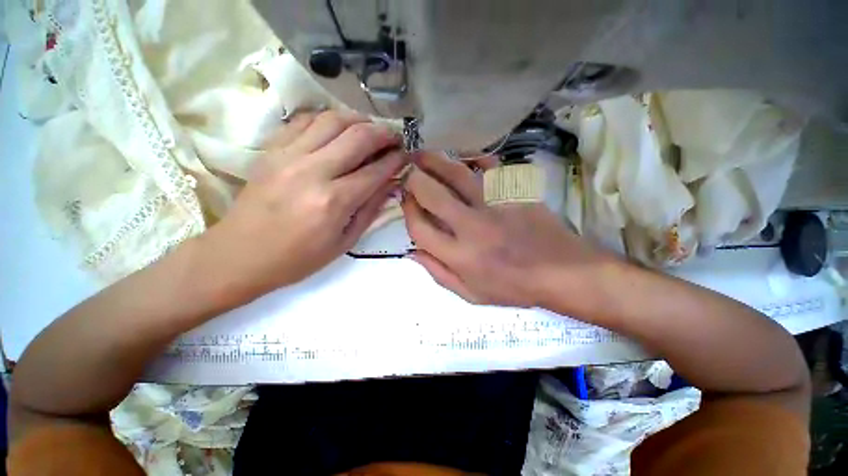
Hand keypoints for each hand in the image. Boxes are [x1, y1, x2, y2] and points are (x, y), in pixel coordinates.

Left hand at [200, 110, 405, 301]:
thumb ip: (371, 209)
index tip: (406, 155)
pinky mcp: (271, 150)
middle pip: (358, 137)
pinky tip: (338, 128)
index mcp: (334, 201)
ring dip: (358, 120)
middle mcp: (313, 171)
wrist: (240, 255)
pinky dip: (327, 119)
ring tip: (370, 129)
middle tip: (395, 137)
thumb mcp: (344, 242)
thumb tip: (391, 184)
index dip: (396, 160)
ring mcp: (288, 155)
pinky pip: (304, 121)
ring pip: (332, 120)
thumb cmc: (298, 258)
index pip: (375, 170)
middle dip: (383, 133)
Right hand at [402, 151, 611, 308]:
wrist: (562, 272)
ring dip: (435, 161)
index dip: (407, 211)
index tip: (406, 201)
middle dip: (414, 179)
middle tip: (408, 171)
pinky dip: (474, 158)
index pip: (420, 228)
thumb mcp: (471, 294)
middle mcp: (473, 227)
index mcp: (461, 256)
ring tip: (424, 156)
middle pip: (432, 194)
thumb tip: (412, 252)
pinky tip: (464, 159)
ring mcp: (496, 204)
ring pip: (457, 173)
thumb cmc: (514, 288)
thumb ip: (438, 273)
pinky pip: (490, 165)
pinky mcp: (515, 191)